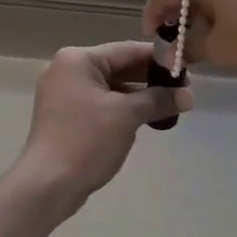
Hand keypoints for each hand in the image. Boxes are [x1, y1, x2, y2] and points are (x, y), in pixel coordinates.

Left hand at [13, 41, 191, 207]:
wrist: (47, 185)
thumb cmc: (86, 141)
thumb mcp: (127, 116)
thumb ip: (158, 100)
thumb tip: (188, 96)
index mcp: (78, 60)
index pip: (127, 50)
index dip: (159, 59)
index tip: (187, 69)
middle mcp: (67, 70)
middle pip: (118, 66)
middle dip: (150, 79)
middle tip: (183, 91)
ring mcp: (64, 93)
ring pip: (110, 87)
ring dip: (139, 96)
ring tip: (170, 106)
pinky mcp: (65, 115)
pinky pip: (100, 103)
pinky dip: (122, 108)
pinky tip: (146, 119)